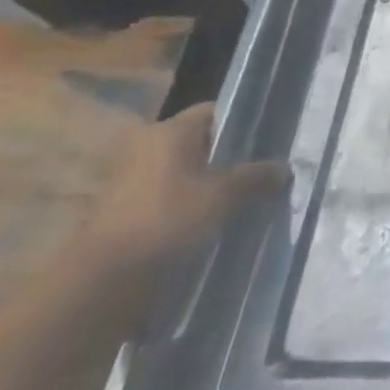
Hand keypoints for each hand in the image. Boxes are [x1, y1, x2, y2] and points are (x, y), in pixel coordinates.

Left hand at [78, 105, 288, 277]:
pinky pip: (173, 195)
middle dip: (231, 156)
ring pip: (188, 171)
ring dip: (213, 182)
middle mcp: (148, 146)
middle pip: (202, 142)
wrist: (105, 276)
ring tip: (246, 197)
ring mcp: (133, 178)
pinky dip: (194, 202)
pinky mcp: (128, 208)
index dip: (244, 123)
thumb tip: (284, 168)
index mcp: (169, 131)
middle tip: (263, 170)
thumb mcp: (224, 194)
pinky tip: (217, 218)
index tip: (269, 140)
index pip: (215, 112)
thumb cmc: (167, 218)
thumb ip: (257, 176)